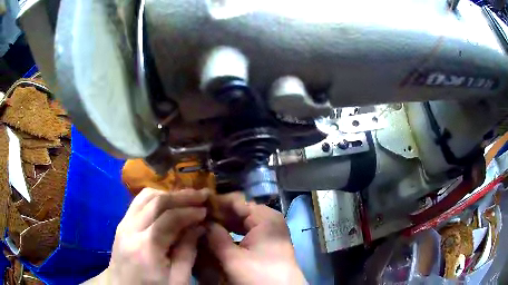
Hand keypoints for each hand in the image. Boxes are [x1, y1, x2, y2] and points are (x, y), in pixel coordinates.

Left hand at [89, 188, 209, 284]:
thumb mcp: (177, 280)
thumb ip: (187, 252)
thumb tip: (199, 226)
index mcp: (146, 247)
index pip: (169, 218)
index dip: (190, 211)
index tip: (207, 209)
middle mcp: (130, 229)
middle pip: (156, 201)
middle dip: (181, 196)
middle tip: (201, 195)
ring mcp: (123, 224)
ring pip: (145, 196)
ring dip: (168, 194)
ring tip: (186, 199)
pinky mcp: (122, 224)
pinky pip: (138, 202)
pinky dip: (156, 199)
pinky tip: (168, 205)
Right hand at [205, 201, 306, 284]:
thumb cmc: (260, 275)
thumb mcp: (233, 259)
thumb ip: (215, 237)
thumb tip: (202, 222)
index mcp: (265, 217)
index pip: (236, 201)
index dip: (215, 203)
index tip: (197, 206)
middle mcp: (269, 219)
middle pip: (240, 210)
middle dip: (219, 214)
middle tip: (197, 218)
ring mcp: (270, 230)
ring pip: (243, 221)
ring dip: (225, 224)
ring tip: (205, 226)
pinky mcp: (269, 241)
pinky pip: (248, 230)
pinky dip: (233, 232)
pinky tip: (220, 236)